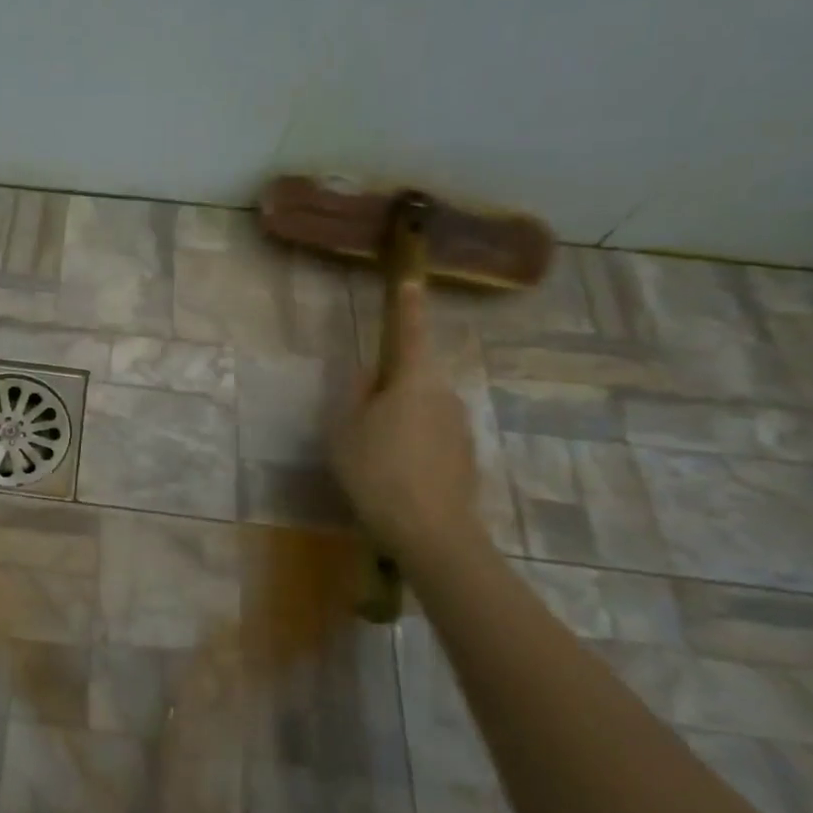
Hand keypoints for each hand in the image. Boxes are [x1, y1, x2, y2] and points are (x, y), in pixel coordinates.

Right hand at [329, 280, 481, 560]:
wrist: (430, 531)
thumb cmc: (377, 470)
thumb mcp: (345, 429)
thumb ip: (355, 394)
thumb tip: (368, 375)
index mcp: (414, 380)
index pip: (411, 332)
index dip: (409, 306)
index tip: (411, 281)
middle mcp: (446, 396)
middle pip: (414, 379)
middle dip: (390, 389)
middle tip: (360, 419)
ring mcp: (461, 428)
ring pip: (424, 411)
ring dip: (402, 421)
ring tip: (374, 456)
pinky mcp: (467, 458)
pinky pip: (434, 439)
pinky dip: (415, 447)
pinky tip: (396, 476)